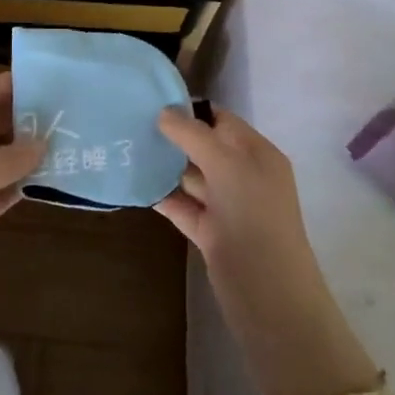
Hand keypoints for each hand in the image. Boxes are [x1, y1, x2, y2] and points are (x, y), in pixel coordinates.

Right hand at [156, 105, 377, 394]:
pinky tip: (135, 184)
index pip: (222, 121)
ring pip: (191, 177)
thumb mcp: (226, 164)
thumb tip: (164, 112)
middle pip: (204, 147)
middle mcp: (244, 175)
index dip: (191, 110)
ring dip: (164, 166)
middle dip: (173, 137)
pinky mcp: (210, 233)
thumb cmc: (253, 216)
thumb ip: (193, 135)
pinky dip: (162, 196)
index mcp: (257, 153)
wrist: (267, 293)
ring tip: (126, 149)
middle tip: (131, 123)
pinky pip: (183, 206)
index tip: (152, 101)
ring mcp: (227, 206)